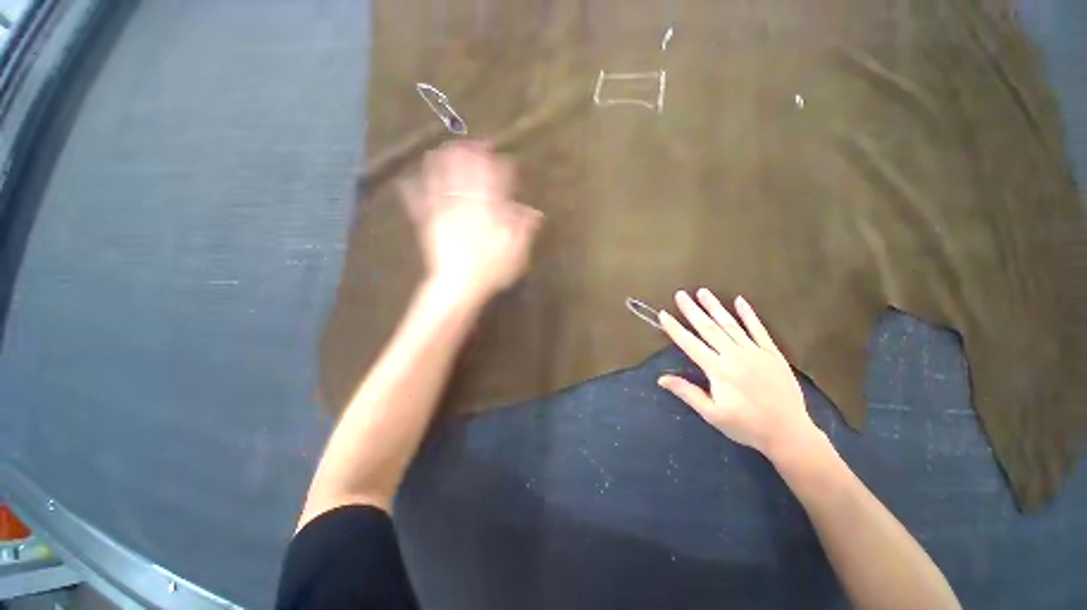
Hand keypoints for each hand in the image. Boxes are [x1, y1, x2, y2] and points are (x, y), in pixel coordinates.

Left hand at [398, 141, 542, 299]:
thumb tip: (533, 210)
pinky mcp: (429, 224)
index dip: (502, 168)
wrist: (460, 285)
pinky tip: (406, 180)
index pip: (498, 183)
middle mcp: (467, 205)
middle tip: (474, 144)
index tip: (506, 160)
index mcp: (489, 212)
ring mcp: (446, 212)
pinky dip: (412, 191)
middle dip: (472, 156)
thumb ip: (524, 229)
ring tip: (443, 149)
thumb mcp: (516, 253)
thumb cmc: (491, 271)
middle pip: (469, 174)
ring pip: (443, 181)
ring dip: (443, 164)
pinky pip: (418, 203)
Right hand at [657, 289, 821, 461]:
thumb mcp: (712, 414)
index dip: (675, 328)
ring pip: (730, 324)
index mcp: (718, 370)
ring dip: (715, 307)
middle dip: (692, 310)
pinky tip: (740, 301)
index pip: (690, 344)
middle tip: (680, 294)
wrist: (789, 433)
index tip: (663, 314)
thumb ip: (687, 393)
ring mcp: (755, 352)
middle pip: (708, 328)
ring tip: (703, 292)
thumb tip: (661, 378)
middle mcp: (734, 355)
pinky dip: (749, 315)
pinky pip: (759, 329)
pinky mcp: (772, 353)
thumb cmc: (746, 425)